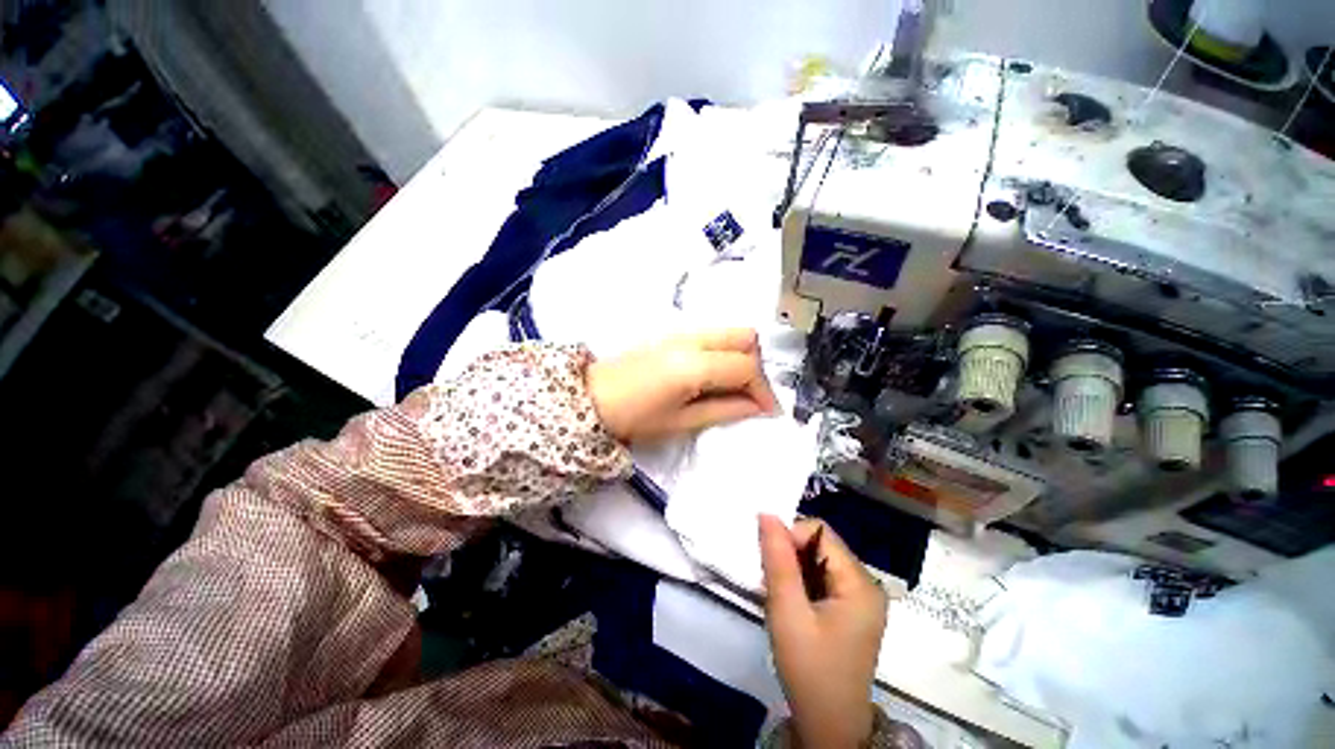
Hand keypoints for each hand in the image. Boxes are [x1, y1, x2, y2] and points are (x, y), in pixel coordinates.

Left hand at [586, 328, 779, 443]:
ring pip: (730, 332)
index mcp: (693, 364)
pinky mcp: (673, 332)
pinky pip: (713, 334)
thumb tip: (757, 407)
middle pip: (745, 337)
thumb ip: (725, 410)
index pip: (746, 367)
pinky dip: (726, 351)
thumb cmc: (634, 418)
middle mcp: (692, 338)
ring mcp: (681, 331)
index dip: (764, 391)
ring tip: (736, 388)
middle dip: (757, 367)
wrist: (591, 397)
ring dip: (742, 357)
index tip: (769, 412)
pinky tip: (717, 375)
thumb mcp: (681, 422)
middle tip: (752, 396)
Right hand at [759, 515, 886, 748]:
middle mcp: (865, 583)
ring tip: (780, 595)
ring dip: (793, 568)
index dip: (790, 537)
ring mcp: (860, 597)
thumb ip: (778, 561)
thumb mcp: (788, 613)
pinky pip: (821, 576)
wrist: (828, 726)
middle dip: (790, 554)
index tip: (769, 565)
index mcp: (859, 583)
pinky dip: (801, 580)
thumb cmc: (809, 670)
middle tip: (772, 582)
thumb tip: (767, 514)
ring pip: (818, 558)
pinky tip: (791, 602)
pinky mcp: (850, 608)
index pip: (819, 532)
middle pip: (820, 543)